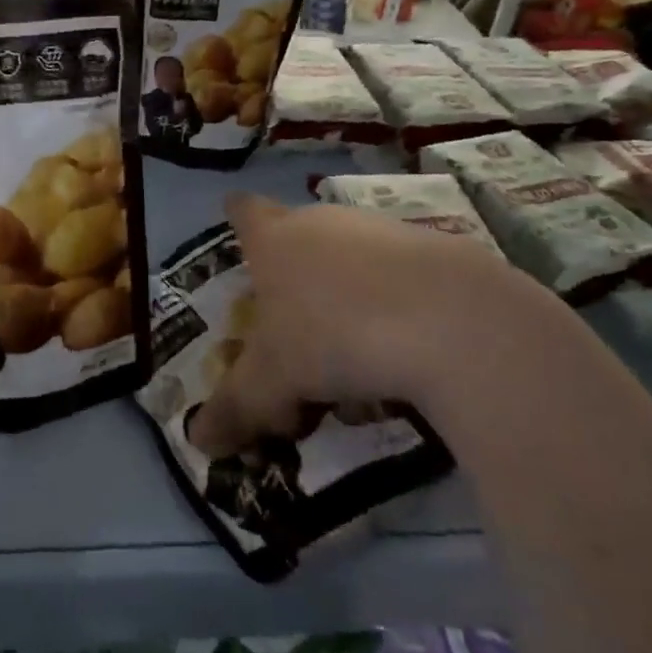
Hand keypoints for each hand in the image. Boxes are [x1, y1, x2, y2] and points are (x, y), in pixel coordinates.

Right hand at [185, 191, 561, 456]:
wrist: (451, 322)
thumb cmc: (333, 336)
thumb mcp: (272, 383)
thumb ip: (235, 408)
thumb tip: (200, 441)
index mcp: (276, 239)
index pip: (245, 212)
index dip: (238, 216)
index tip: (236, 218)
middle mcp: (325, 223)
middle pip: (299, 239)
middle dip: (293, 281)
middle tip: (291, 336)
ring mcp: (383, 232)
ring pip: (351, 264)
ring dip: (344, 306)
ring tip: (351, 369)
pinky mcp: (438, 252)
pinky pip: (400, 282)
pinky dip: (393, 314)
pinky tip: (403, 361)